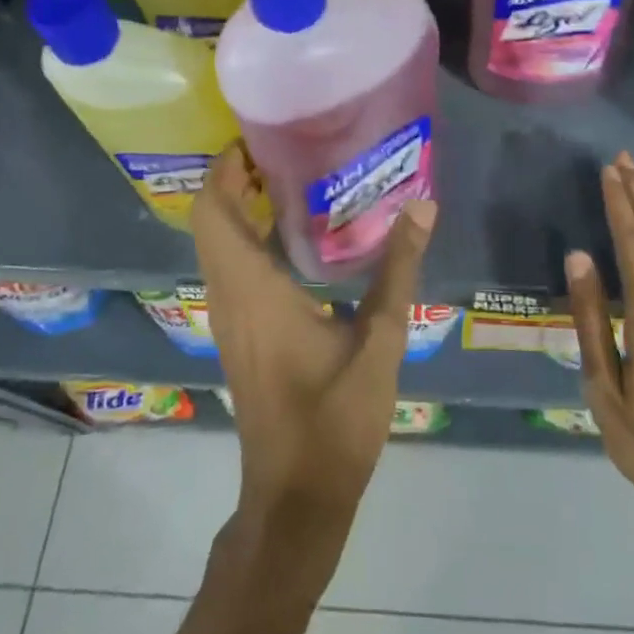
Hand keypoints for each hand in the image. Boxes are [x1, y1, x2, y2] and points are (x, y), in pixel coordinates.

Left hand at [193, 143, 435, 562]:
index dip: (225, 168)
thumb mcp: (379, 342)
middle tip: (286, 149)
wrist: (295, 497)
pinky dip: (249, 241)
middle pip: (211, 221)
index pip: (214, 211)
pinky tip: (298, 241)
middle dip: (236, 180)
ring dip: (241, 209)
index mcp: (253, 290)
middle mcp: (229, 297)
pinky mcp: (240, 337)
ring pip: (218, 247)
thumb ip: (398, 271)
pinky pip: (232, 271)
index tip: (258, 136)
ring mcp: (229, 320)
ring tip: (295, 181)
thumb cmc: (335, 420)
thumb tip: (422, 207)